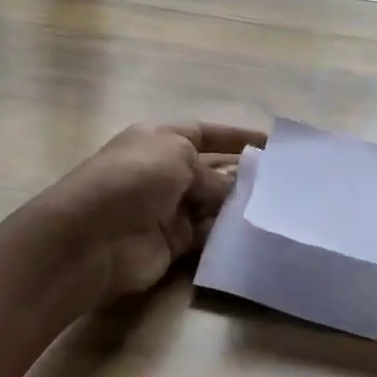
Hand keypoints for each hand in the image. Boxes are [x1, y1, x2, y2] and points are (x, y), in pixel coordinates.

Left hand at [37, 122, 263, 302]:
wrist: (92, 238)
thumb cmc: (133, 179)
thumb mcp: (176, 155)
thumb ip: (210, 171)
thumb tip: (229, 190)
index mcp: (159, 139)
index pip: (204, 133)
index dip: (235, 136)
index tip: (271, 142)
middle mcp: (164, 171)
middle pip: (211, 170)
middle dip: (243, 173)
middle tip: (284, 181)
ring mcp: (168, 209)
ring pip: (213, 204)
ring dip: (238, 205)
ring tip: (277, 206)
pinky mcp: (173, 243)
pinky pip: (207, 235)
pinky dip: (227, 234)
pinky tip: (254, 232)